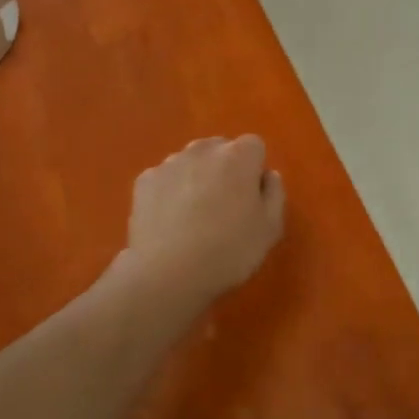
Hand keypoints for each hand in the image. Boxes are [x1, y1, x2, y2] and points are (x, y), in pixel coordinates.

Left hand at [121, 136, 285, 304]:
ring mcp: (169, 163)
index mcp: (238, 156)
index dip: (254, 170)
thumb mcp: (270, 229)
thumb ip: (274, 193)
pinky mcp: (144, 180)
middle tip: (223, 207)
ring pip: (190, 162)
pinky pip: (166, 178)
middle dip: (224, 169)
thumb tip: (267, 175)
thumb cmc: (228, 251)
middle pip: (220, 149)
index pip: (254, 146)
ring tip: (193, 217)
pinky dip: (169, 192)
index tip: (250, 198)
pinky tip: (169, 222)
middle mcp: (203, 149)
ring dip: (196, 178)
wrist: (167, 273)